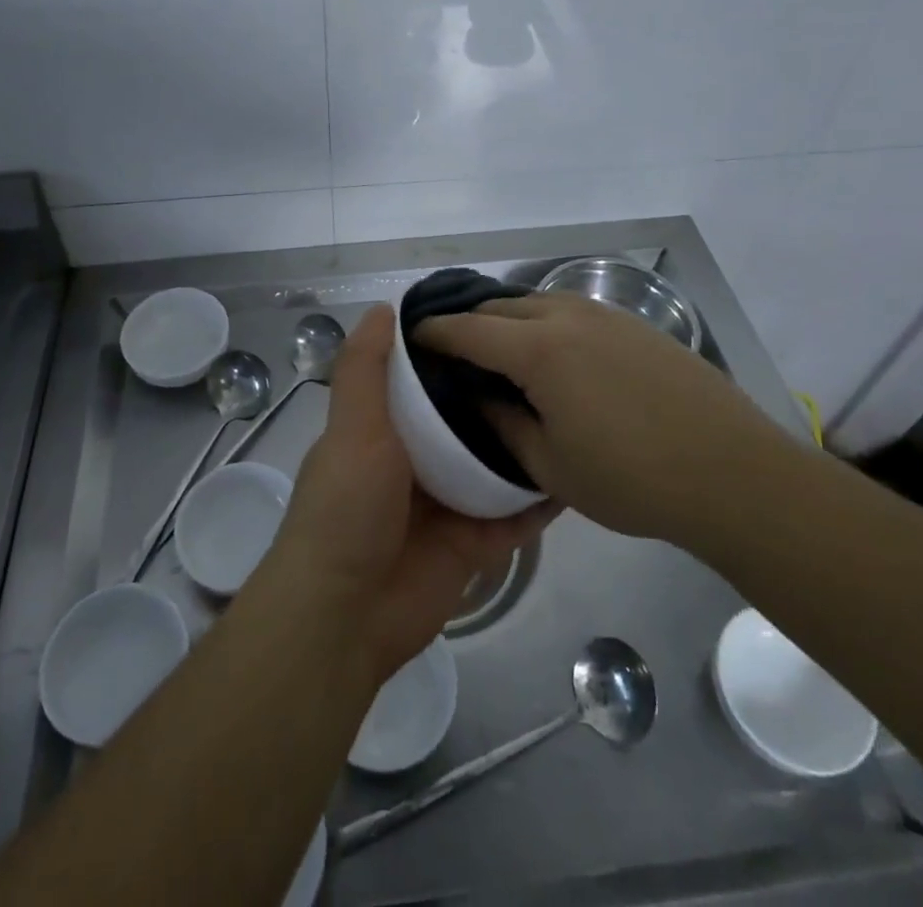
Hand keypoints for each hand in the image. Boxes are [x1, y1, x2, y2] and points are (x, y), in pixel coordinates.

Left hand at [261, 305, 554, 680]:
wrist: (346, 615)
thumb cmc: (346, 507)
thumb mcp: (352, 426)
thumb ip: (365, 369)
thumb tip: (385, 307)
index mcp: (383, 429)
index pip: (424, 382)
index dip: (454, 354)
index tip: (495, 325)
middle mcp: (415, 462)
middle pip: (464, 423)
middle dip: (497, 399)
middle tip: (550, 365)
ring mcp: (447, 505)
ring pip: (492, 467)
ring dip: (523, 446)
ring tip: (572, 410)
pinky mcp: (474, 545)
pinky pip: (514, 517)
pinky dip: (538, 500)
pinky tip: (575, 472)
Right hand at [416, 291, 778, 541]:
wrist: (734, 473)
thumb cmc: (632, 478)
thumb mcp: (551, 466)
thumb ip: (502, 425)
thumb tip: (476, 398)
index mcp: (539, 348)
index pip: (468, 329)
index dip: (434, 332)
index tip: (412, 338)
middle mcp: (567, 315)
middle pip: (500, 306)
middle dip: (469, 323)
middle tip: (453, 355)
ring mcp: (606, 315)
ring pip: (537, 302)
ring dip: (508, 320)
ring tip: (499, 353)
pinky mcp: (635, 324)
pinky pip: (571, 311)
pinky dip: (545, 323)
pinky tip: (554, 356)